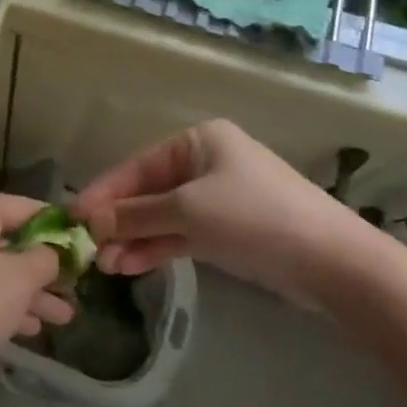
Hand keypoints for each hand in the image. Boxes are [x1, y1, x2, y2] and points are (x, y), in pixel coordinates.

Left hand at [0, 192, 75, 397]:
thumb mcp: (21, 279)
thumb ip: (45, 259)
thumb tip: (49, 254)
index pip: (25, 207)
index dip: (57, 227)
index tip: (82, 246)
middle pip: (7, 239)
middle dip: (43, 269)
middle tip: (73, 290)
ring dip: (26, 291)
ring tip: (62, 318)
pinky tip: (28, 328)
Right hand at [72, 119, 366, 309]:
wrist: (333, 262)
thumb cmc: (255, 217)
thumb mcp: (188, 211)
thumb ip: (136, 215)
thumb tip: (90, 221)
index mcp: (197, 141)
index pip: (137, 165)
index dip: (104, 192)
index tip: (73, 216)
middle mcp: (205, 163)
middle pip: (148, 190)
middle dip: (119, 220)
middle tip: (88, 247)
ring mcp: (218, 198)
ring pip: (163, 215)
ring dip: (134, 238)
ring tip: (105, 265)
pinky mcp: (229, 230)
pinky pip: (182, 233)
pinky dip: (158, 247)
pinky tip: (130, 265)